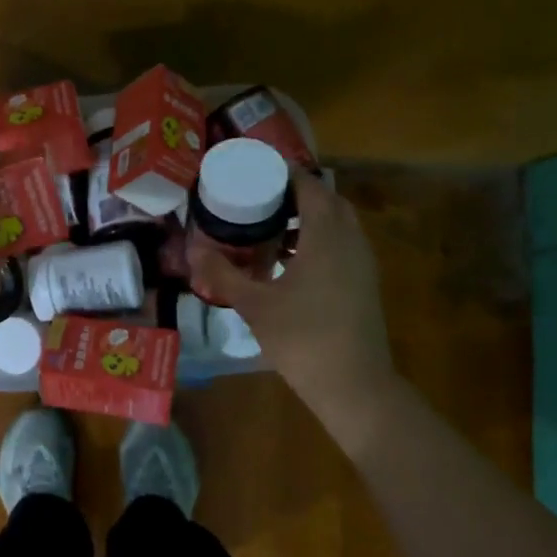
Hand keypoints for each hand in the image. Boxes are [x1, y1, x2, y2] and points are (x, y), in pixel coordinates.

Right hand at [188, 170, 397, 420]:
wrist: (354, 386)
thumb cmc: (303, 339)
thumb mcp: (255, 305)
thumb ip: (223, 274)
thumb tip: (193, 250)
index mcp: (326, 235)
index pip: (309, 185)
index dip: (283, 172)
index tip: (254, 170)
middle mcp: (350, 240)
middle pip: (325, 200)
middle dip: (294, 194)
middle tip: (258, 197)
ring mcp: (362, 262)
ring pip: (336, 224)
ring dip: (306, 218)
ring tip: (267, 226)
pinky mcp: (363, 283)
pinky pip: (340, 245)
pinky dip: (316, 241)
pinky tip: (287, 262)